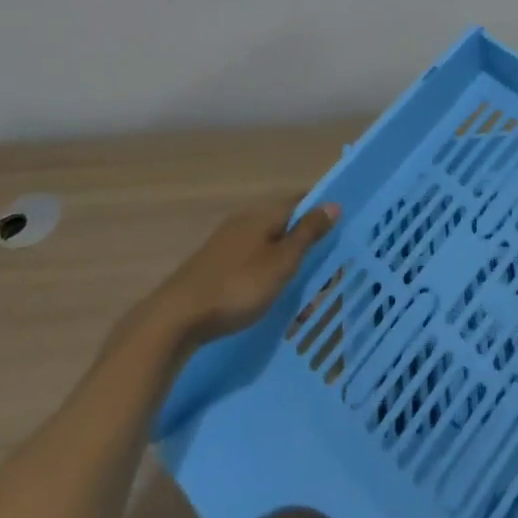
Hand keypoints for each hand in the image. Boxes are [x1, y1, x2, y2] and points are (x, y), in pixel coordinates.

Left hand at [145, 195, 340, 344]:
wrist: (177, 317)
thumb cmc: (237, 286)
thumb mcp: (281, 262)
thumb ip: (307, 233)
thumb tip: (333, 203)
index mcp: (264, 213)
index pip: (301, 200)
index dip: (321, 211)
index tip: (341, 229)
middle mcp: (246, 220)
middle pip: (285, 223)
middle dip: (306, 242)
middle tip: (326, 268)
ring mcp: (227, 242)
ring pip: (268, 245)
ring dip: (287, 263)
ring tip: (303, 292)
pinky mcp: (215, 265)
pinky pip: (252, 262)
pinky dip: (267, 275)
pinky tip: (271, 297)